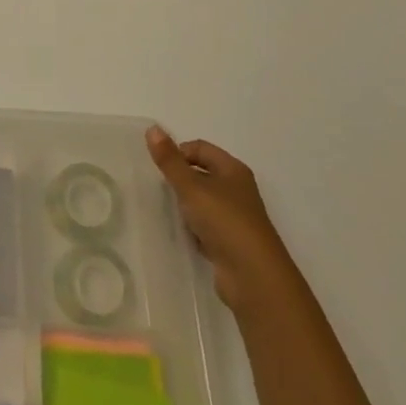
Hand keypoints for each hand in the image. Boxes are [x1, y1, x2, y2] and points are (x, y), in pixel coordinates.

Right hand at [146, 125, 295, 308]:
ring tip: (169, 212)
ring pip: (202, 201)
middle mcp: (237, 189)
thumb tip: (152, 128)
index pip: (200, 148)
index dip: (178, 153)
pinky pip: (205, 226)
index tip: (160, 169)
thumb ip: (170, 160)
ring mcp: (235, 217)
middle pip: (201, 174)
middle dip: (180, 180)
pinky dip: (193, 228)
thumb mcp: (191, 187)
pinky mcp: (231, 241)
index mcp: (233, 170)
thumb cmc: (224, 221)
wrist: (253, 276)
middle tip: (160, 190)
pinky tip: (183, 235)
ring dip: (185, 205)